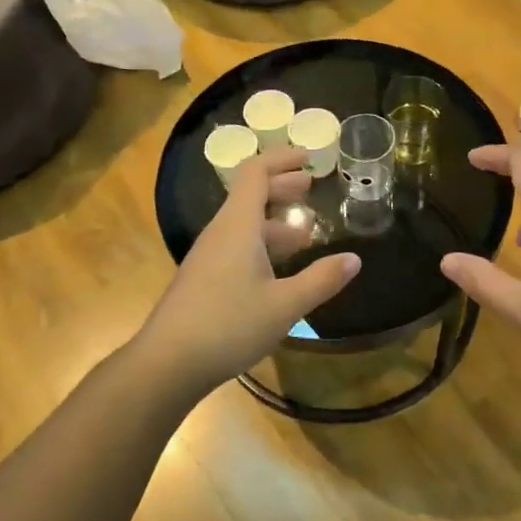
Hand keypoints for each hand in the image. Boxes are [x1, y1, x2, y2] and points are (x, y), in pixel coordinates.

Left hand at [139, 146, 361, 392]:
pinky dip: (261, 245)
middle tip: (311, 189)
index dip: (282, 159)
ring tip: (304, 236)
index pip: (256, 173)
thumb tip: (354, 259)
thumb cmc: (228, 325)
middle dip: (282, 188)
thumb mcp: (284, 305)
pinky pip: (236, 246)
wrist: (167, 363)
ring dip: (274, 222)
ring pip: (244, 225)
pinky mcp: (203, 279)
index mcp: (238, 226)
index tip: (309, 158)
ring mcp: (208, 257)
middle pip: (250, 195)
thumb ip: (321, 280)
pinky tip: (278, 271)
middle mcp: (220, 233)